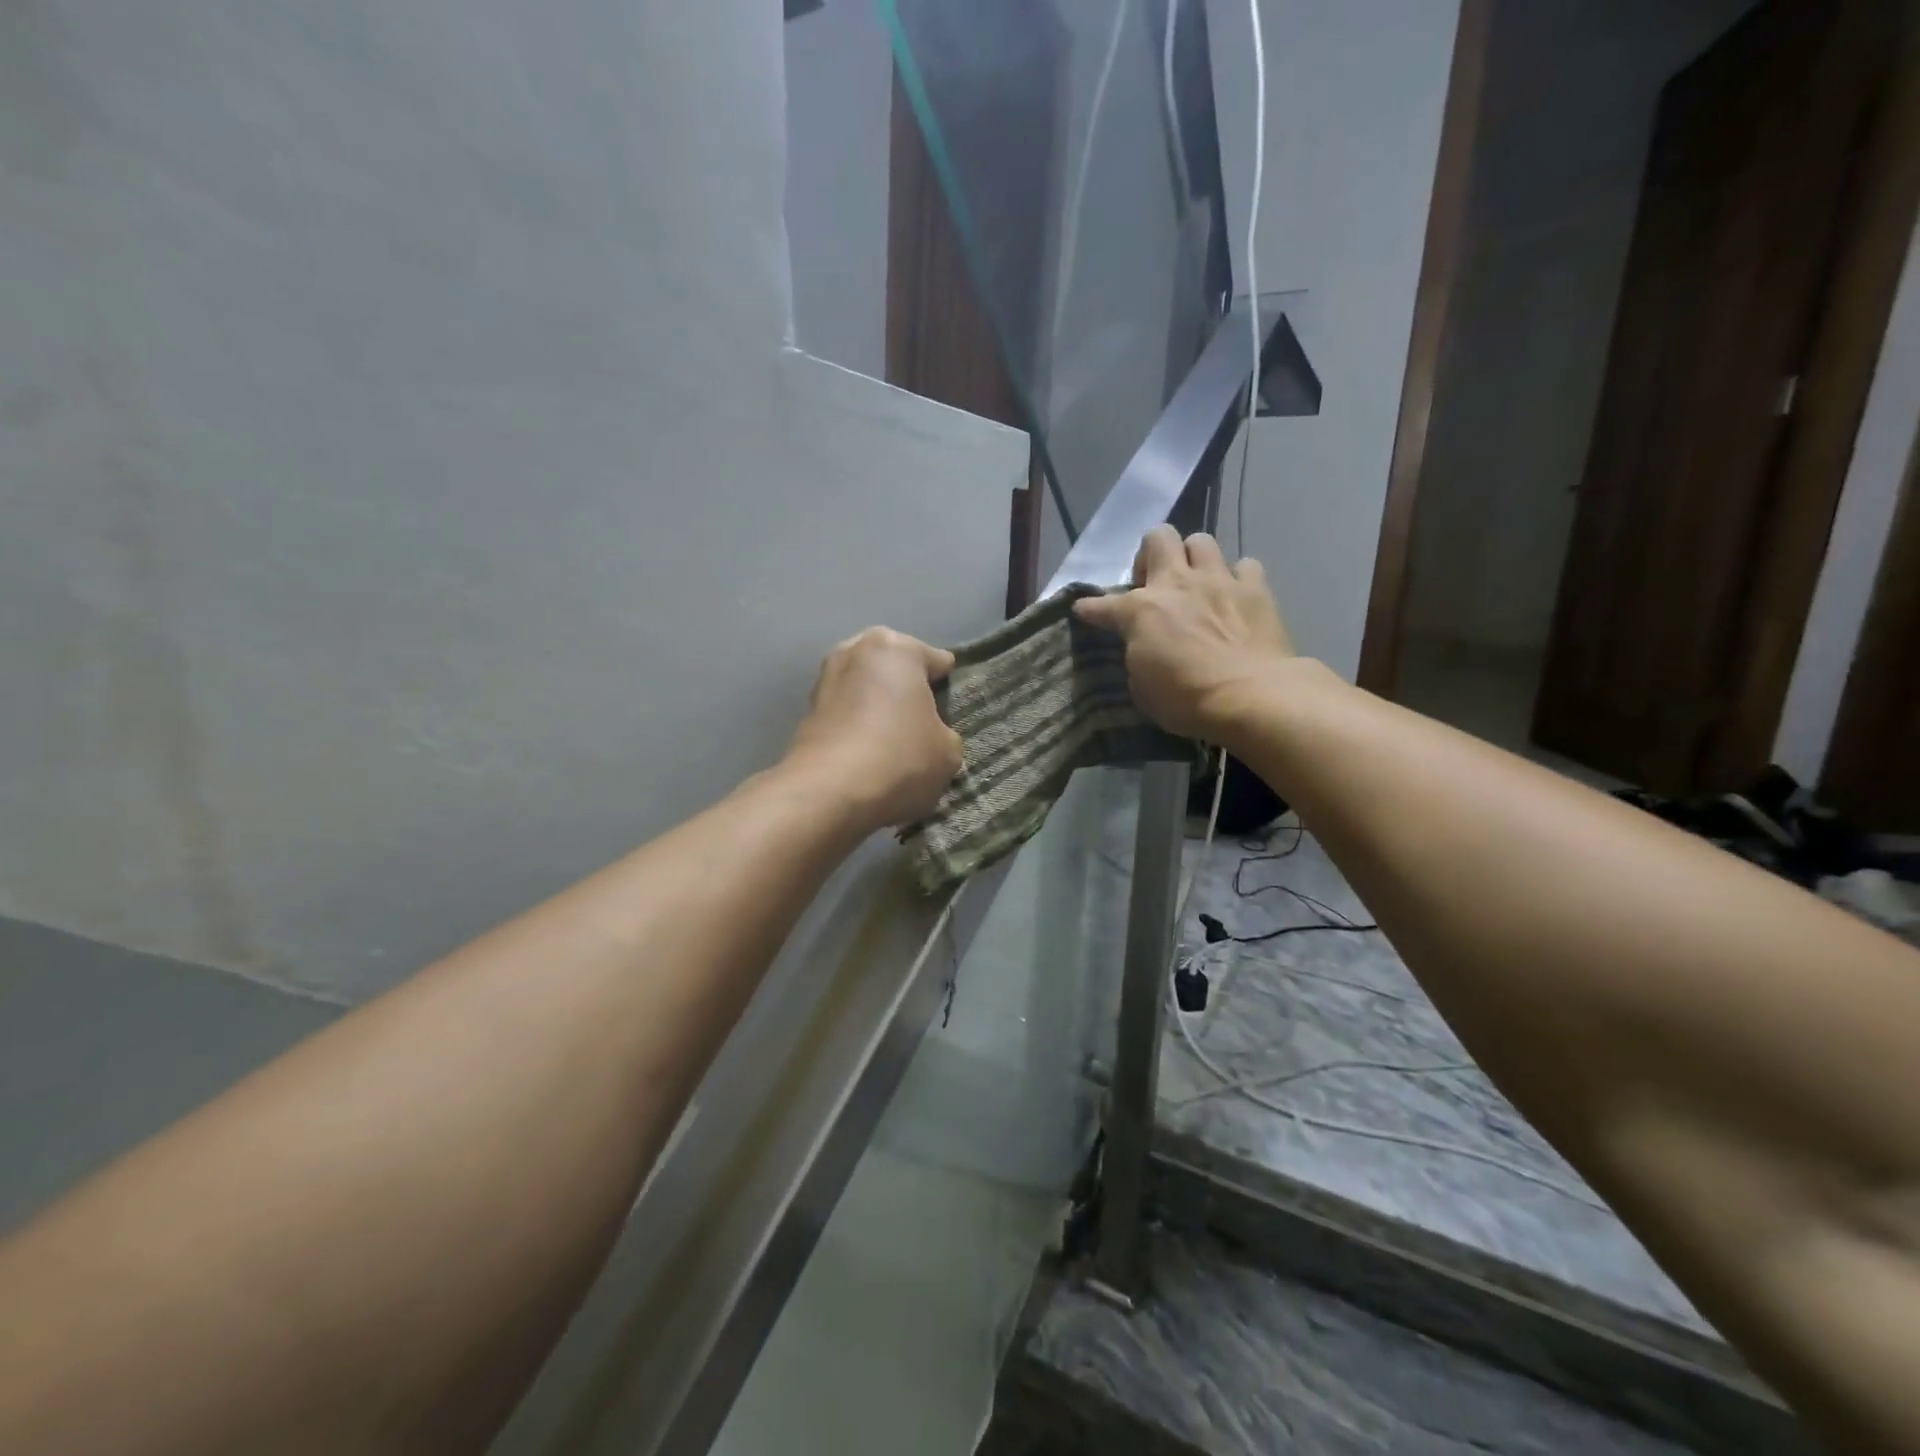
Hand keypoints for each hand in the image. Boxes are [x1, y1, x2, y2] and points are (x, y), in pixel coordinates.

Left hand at [787, 627, 963, 829]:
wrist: (829, 792)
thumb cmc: (901, 758)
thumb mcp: (948, 750)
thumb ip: (943, 732)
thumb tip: (928, 735)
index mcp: (897, 648)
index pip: (936, 660)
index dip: (947, 685)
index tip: (950, 707)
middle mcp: (856, 651)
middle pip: (893, 667)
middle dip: (905, 688)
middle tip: (921, 720)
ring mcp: (825, 678)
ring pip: (865, 688)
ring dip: (876, 705)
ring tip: (893, 738)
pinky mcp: (806, 711)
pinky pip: (844, 712)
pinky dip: (856, 725)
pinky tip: (868, 751)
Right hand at [1073, 526, 1293, 738]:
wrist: (1249, 697)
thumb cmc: (1186, 700)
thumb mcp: (1142, 687)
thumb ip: (1138, 655)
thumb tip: (1143, 647)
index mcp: (1140, 610)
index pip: (1102, 604)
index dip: (1090, 608)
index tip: (1084, 611)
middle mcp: (1177, 584)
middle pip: (1158, 537)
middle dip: (1151, 555)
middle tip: (1153, 584)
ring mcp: (1219, 581)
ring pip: (1201, 541)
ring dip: (1194, 559)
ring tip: (1196, 584)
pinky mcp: (1256, 589)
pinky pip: (1245, 566)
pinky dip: (1238, 578)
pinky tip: (1235, 597)